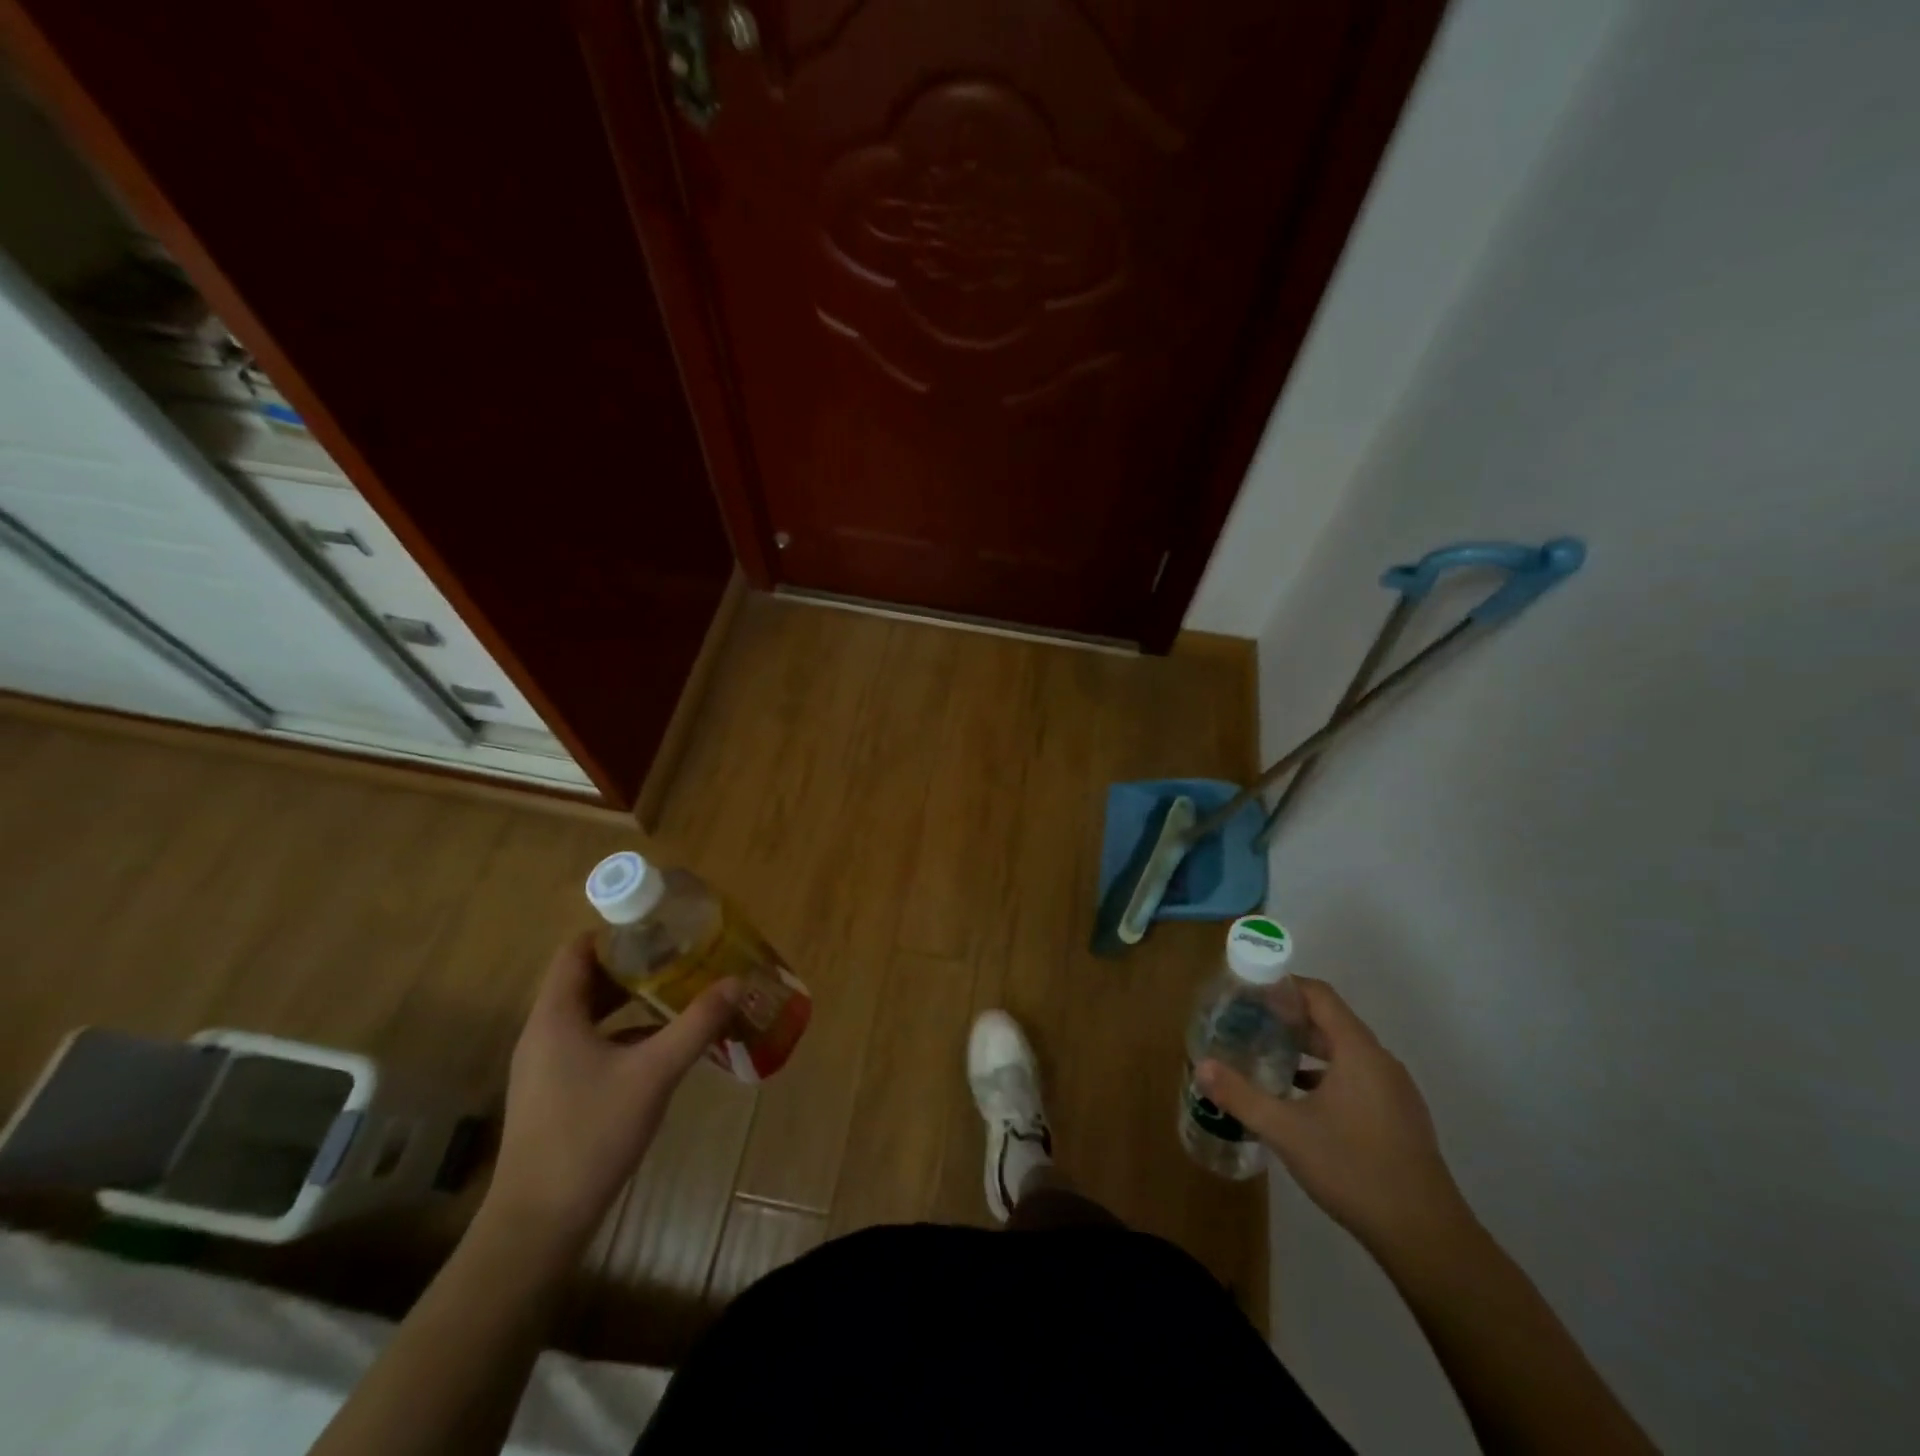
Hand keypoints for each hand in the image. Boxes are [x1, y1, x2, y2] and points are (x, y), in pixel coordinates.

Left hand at [483, 934, 739, 1257]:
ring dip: (631, 999)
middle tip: (682, 956)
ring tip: (679, 991)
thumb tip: (736, 982)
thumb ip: (696, 1025)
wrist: (538, 1223)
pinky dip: (624, 1031)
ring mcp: (546, 1065)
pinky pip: (591, 1041)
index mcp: (555, 1016)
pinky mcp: (555, 1091)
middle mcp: (544, 1032)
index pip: (577, 950)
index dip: (616, 933)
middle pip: (586, 979)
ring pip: (591, 1013)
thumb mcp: (653, 1073)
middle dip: (634, 964)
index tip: (662, 927)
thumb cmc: (591, 1135)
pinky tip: (662, 1043)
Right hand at [1195, 977, 1468, 1255]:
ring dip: (1306, 1049)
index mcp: (1358, 1052)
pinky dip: (1325, 1075)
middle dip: (1288, 1018)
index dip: (1284, 985)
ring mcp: (1394, 1091)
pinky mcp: (1398, 1117)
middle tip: (1247, 1022)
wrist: (1426, 1238)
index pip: (1319, 995)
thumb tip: (1201, 1067)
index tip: (1248, 989)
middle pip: (1331, 1021)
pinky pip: (1356, 1077)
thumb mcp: (1286, 1131)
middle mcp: (1380, 1062)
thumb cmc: (1354, 1169)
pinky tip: (1298, 1098)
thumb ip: (1241, 1096)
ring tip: (1266, 1055)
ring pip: (1344, 1052)